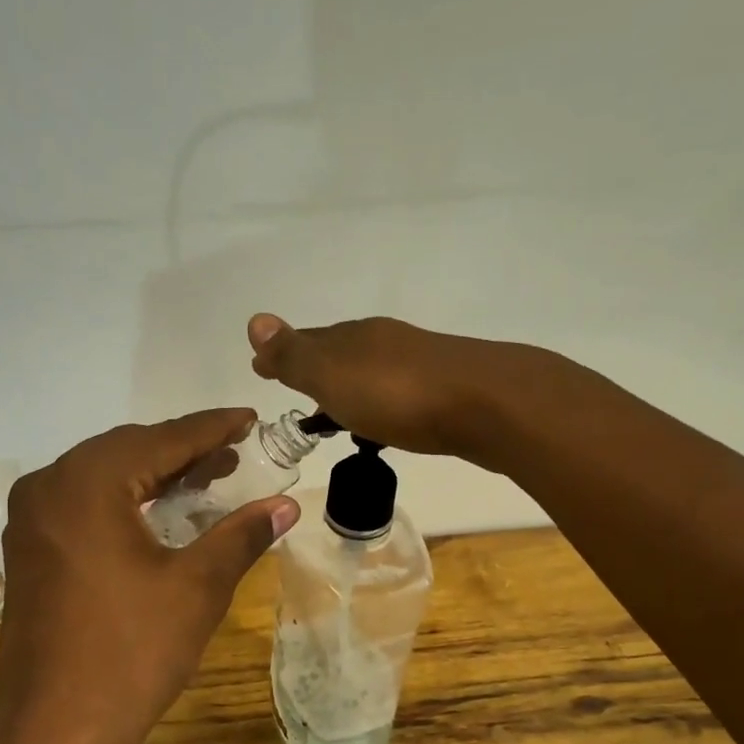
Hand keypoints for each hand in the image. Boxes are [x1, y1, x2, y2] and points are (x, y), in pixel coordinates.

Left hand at [0, 410, 300, 743]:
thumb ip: (241, 535)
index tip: (248, 418)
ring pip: (103, 478)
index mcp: (87, 482)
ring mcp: (31, 520)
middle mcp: (48, 487)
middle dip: (183, 451)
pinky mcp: (29, 551)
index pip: (162, 439)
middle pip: (127, 451)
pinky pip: (83, 505)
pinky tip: (157, 513)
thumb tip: (285, 504)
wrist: (55, 729)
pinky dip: (125, 501)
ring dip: (154, 475)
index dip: (211, 428)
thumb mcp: (197, 587)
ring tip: (206, 479)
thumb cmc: (131, 652)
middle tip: (234, 453)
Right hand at [247, 314, 528, 460]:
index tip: (260, 369)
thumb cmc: (398, 394)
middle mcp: (384, 343)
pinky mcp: (445, 390)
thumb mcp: (333, 375)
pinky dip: (378, 404)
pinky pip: (396, 393)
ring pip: (369, 372)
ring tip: (334, 414)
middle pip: (339, 352)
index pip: (307, 341)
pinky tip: (383, 422)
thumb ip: (295, 355)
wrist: (488, 405)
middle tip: (295, 391)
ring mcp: (418, 364)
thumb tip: (254, 320)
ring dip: (348, 388)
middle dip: (314, 369)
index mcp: (353, 337)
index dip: (282, 355)